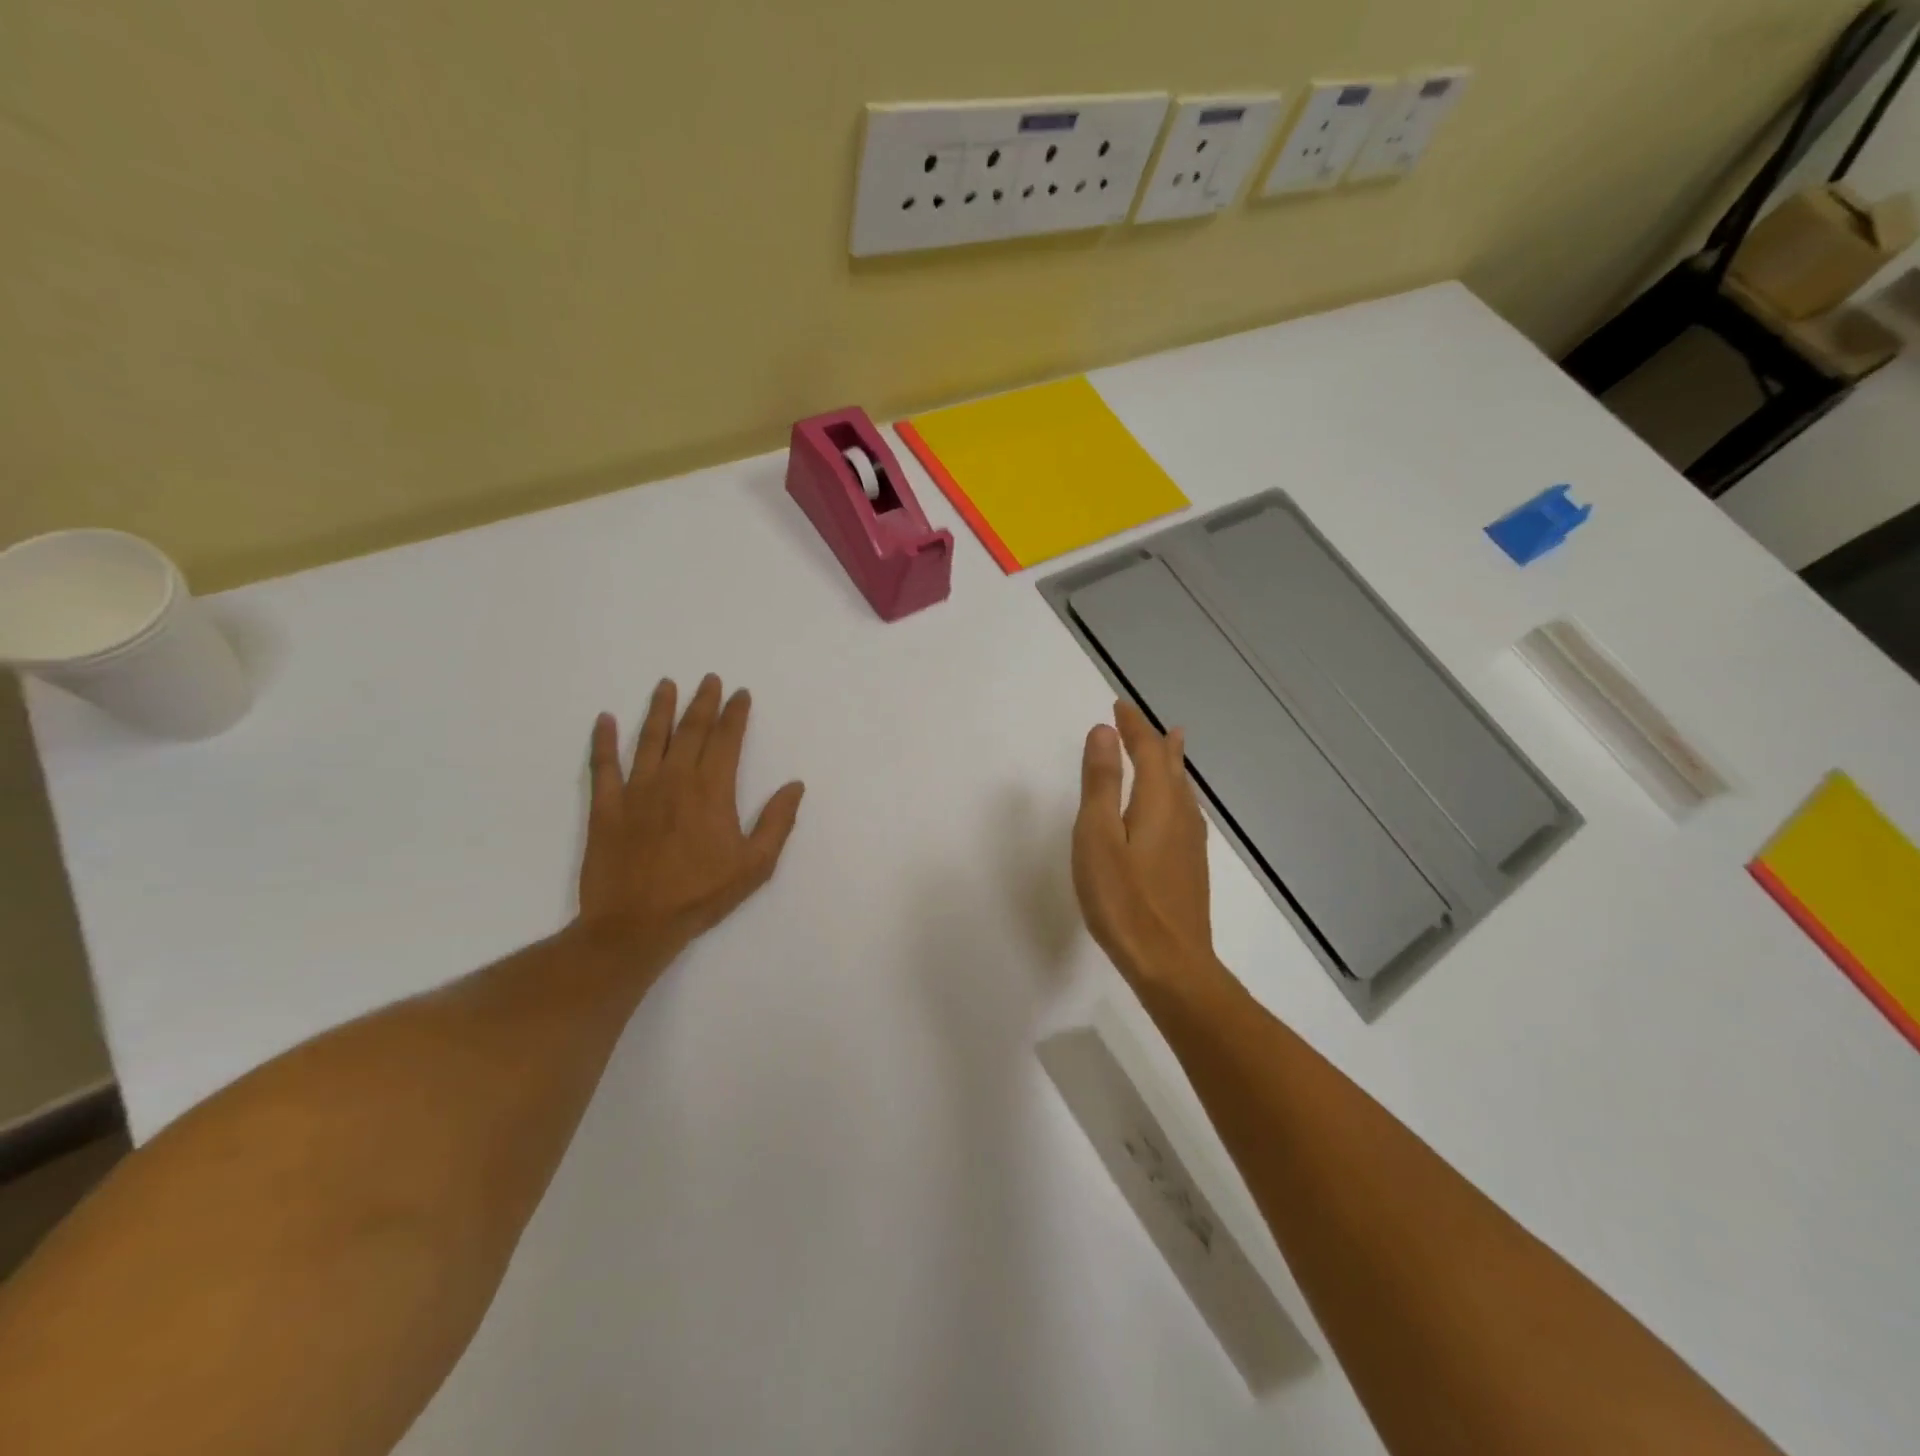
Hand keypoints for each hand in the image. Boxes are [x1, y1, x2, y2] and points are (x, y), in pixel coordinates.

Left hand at [577, 675, 804, 972]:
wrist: (635, 924)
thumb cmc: (701, 895)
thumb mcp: (755, 865)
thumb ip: (777, 822)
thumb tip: (794, 785)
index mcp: (712, 790)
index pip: (726, 740)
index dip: (735, 714)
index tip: (740, 694)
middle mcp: (674, 779)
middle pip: (690, 730)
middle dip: (702, 702)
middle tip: (708, 679)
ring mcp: (636, 790)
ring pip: (649, 739)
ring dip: (660, 709)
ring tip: (666, 685)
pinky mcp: (606, 807)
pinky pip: (603, 766)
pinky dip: (603, 741)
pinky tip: (605, 720)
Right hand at [1072, 700, 1217, 989]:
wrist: (1170, 963)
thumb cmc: (1124, 900)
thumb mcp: (1098, 837)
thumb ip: (1100, 783)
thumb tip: (1104, 732)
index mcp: (1158, 801)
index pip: (1148, 750)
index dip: (1134, 726)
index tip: (1119, 706)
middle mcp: (1181, 815)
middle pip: (1172, 766)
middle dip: (1155, 741)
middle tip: (1143, 722)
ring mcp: (1190, 843)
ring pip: (1182, 790)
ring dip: (1171, 764)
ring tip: (1170, 747)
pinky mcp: (1190, 867)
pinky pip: (1183, 811)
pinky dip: (1174, 792)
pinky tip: (1173, 809)